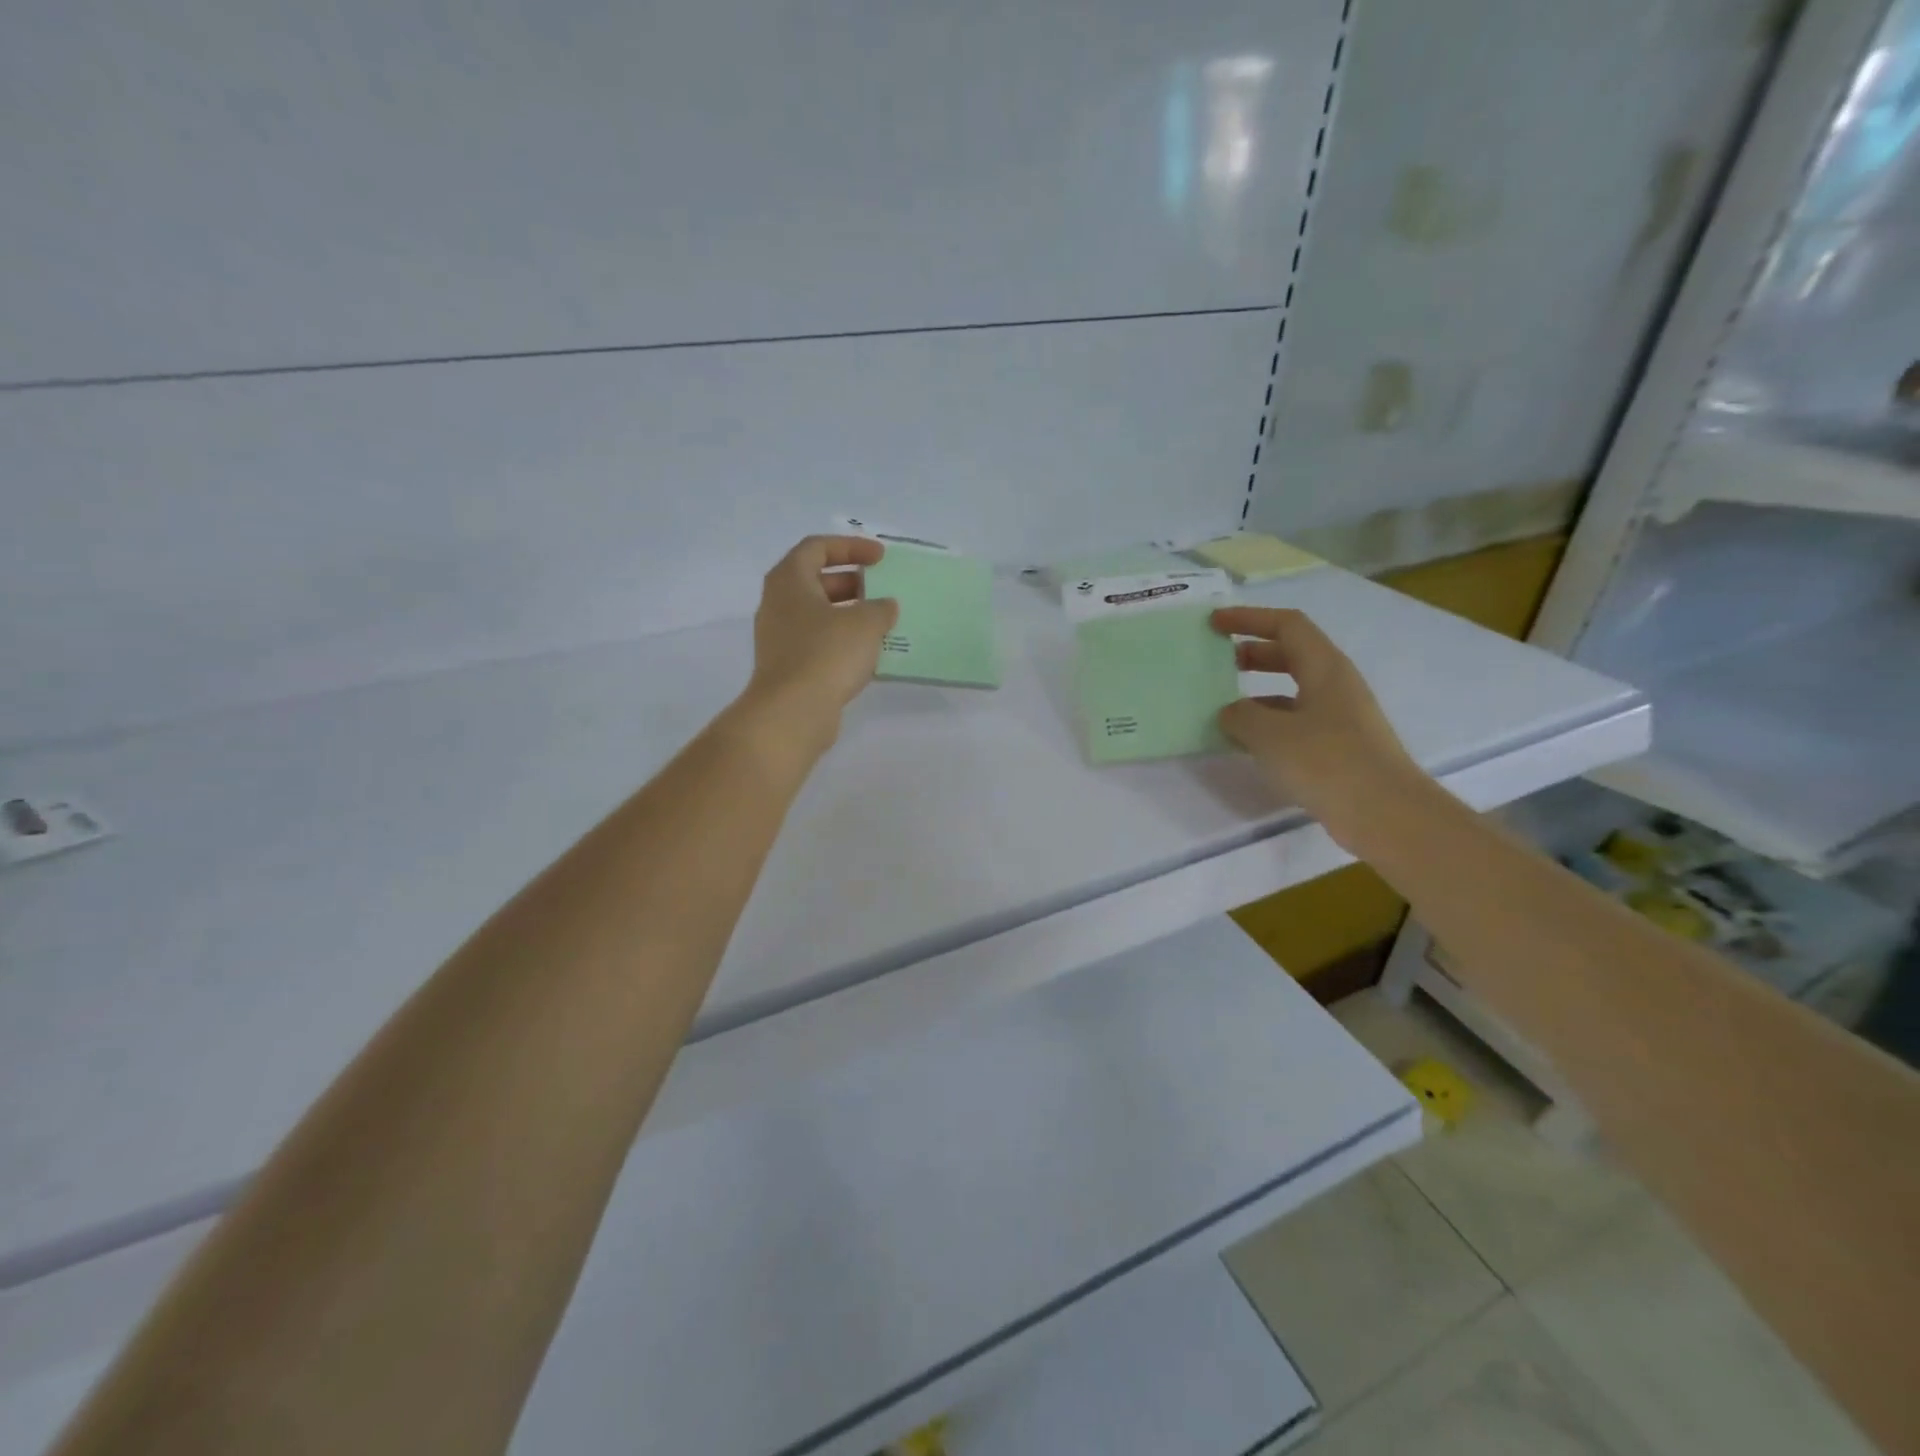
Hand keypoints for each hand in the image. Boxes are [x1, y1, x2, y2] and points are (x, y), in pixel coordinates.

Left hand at [739, 536, 899, 754]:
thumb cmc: (826, 654)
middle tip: (883, 590)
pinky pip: (818, 643)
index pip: (817, 548)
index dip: (851, 547)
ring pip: (818, 615)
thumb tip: (885, 606)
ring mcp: (780, 638)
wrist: (792, 713)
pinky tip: (869, 654)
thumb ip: (880, 608)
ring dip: (850, 615)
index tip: (881, 557)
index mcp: (789, 580)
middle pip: (816, 581)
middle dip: (852, 582)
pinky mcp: (788, 667)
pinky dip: (843, 642)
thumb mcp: (865, 623)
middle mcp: (778, 604)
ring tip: (882, 623)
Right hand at [1211, 606, 1427, 850]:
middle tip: (1217, 663)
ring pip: (1291, 691)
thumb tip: (1231, 712)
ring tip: (1223, 709)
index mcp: (1325, 668)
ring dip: (1257, 693)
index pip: (1287, 625)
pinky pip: (1295, 723)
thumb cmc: (1328, 762)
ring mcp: (1340, 717)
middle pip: (1290, 654)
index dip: (1249, 618)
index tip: (1214, 623)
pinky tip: (1246, 744)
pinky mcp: (1338, 747)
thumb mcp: (1271, 735)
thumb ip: (1241, 716)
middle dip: (1252, 653)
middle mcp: (1335, 685)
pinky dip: (1268, 725)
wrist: (1386, 814)